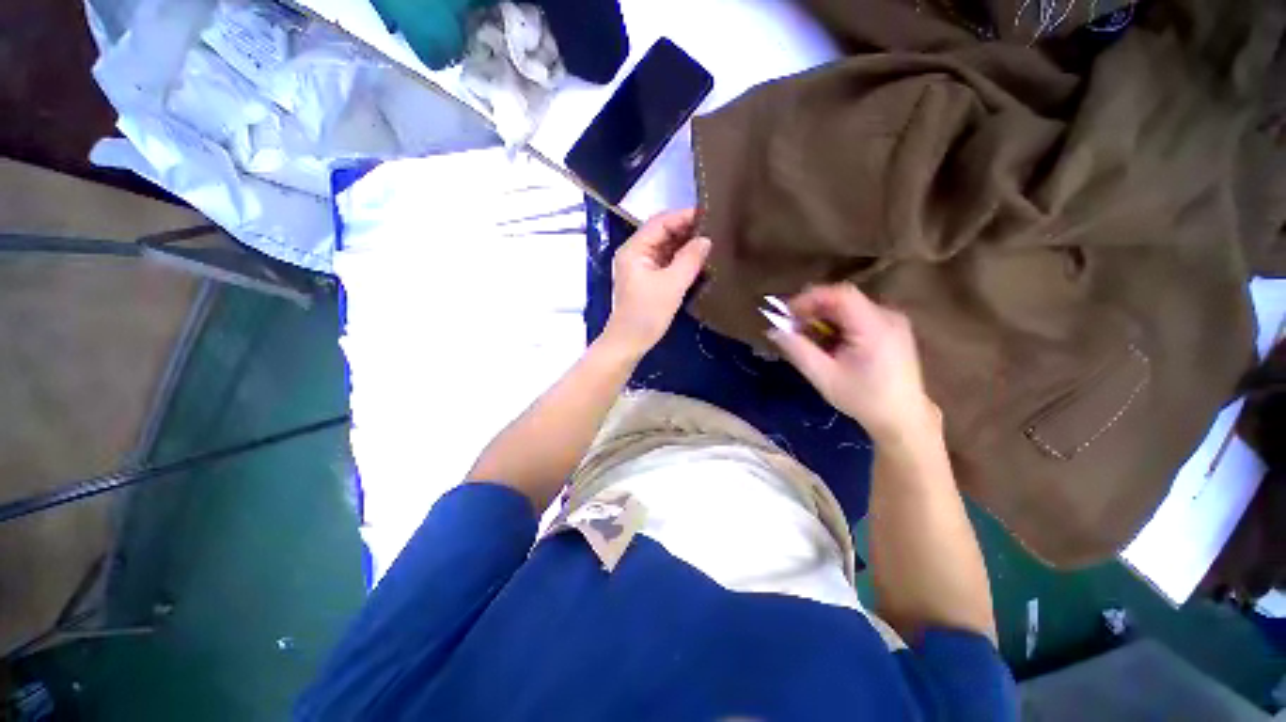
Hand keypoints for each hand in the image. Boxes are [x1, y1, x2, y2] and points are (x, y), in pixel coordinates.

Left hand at [603, 209, 710, 357]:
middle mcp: (635, 253)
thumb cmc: (647, 313)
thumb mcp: (671, 285)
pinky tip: (698, 260)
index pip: (660, 222)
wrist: (629, 342)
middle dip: (686, 230)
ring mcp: (640, 266)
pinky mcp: (646, 279)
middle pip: (662, 233)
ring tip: (710, 243)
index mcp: (634, 249)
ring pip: (665, 248)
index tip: (710, 215)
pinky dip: (680, 259)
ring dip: (685, 245)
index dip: (684, 216)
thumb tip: (706, 240)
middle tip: (714, 229)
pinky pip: (665, 262)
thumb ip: (690, 259)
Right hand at [768, 283, 939, 444]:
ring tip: (807, 337)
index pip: (840, 294)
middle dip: (813, 309)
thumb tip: (773, 330)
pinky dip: (837, 323)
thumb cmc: (863, 399)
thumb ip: (798, 350)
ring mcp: (893, 321)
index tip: (787, 313)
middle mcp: (888, 316)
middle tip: (792, 327)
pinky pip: (857, 315)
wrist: (903, 418)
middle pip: (842, 299)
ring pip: (848, 307)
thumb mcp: (824, 376)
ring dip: (823, 317)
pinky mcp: (892, 329)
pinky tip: (828, 342)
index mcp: (875, 327)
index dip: (809, 298)